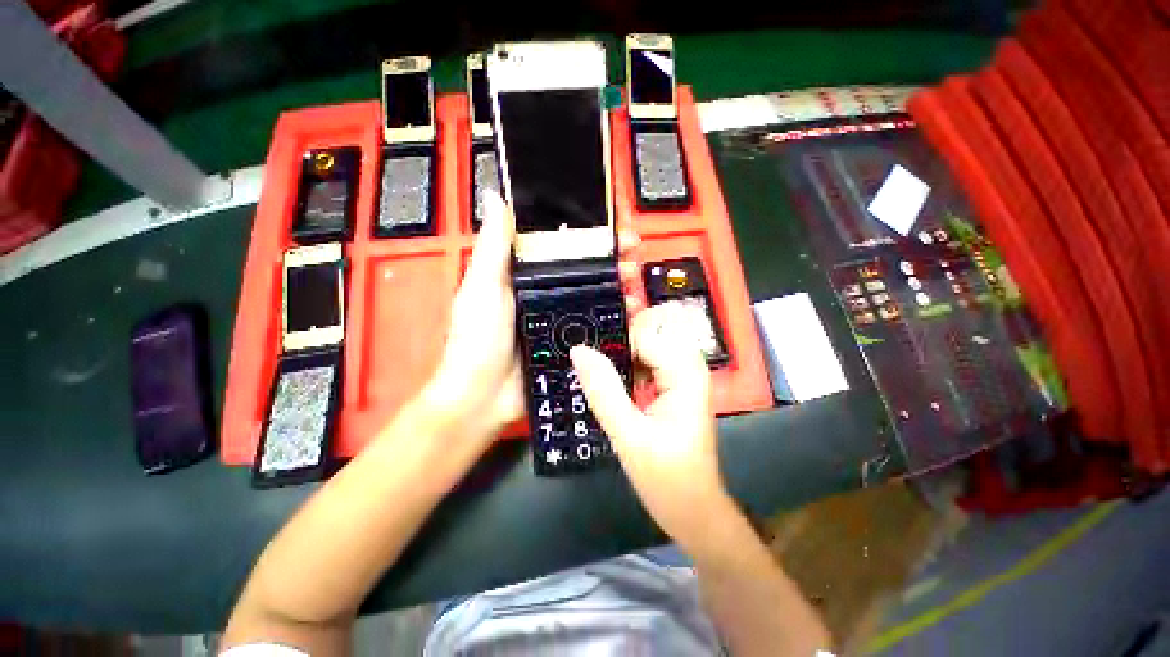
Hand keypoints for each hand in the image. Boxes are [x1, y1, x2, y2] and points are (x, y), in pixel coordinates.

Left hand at [423, 191, 642, 447]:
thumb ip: (494, 248)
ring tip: (632, 278)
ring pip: (593, 294)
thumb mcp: (482, 288)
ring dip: (615, 283)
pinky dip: (614, 315)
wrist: (485, 396)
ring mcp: (558, 318)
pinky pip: (596, 323)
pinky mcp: (569, 341)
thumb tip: (495, 198)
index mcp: (522, 275)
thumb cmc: (477, 341)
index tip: (606, 224)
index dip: (583, 233)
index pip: (557, 245)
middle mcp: (543, 293)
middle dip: (608, 258)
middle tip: (629, 251)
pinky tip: (629, 309)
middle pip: (582, 269)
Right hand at [570, 303, 727, 547]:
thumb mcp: (628, 436)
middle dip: (619, 335)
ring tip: (594, 366)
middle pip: (651, 328)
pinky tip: (608, 376)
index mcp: (685, 373)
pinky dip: (626, 361)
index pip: (646, 332)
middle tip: (589, 356)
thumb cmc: (667, 478)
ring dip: (620, 348)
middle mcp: (688, 365)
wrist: (693, 509)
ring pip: (647, 340)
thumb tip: (579, 350)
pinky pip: (647, 357)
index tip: (588, 351)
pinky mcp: (672, 384)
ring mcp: (681, 373)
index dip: (616, 339)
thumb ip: (603, 390)